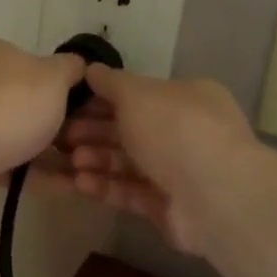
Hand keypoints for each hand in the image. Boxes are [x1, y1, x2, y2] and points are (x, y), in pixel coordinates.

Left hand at [0, 38, 85, 200]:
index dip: (61, 85)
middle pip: (24, 102)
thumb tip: (78, 65)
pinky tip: (66, 186)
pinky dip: (35, 174)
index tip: (85, 108)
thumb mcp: (53, 77)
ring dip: (51, 154)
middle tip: (88, 142)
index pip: (31, 63)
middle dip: (58, 125)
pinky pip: (7, 163)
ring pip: (17, 136)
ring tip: (84, 170)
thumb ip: (71, 68)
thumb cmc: (10, 104)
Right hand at [40, 64, 255, 253]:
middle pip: (131, 131)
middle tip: (61, 137)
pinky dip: (106, 186)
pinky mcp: (168, 207)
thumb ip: (111, 83)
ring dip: (96, 160)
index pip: (138, 96)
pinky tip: (79, 183)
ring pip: (128, 163)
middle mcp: (185, 133)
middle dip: (94, 132)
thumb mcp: (138, 94)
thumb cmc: (175, 130)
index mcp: (186, 99)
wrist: (214, 195)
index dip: (101, 99)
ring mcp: (178, 173)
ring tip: (69, 162)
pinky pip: (131, 192)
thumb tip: (91, 69)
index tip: (68, 105)